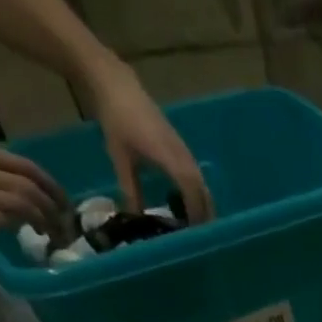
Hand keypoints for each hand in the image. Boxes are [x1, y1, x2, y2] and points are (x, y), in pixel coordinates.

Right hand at [0, 142, 67, 232]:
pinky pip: (4, 220)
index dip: (54, 188)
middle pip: (31, 187)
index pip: (28, 167)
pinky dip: (22, 228)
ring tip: (52, 235)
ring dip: (45, 222)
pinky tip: (27, 235)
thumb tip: (25, 192)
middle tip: (63, 227)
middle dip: (55, 210)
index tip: (65, 205)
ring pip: (23, 203)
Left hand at [85, 62, 213, 221]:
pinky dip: (197, 193)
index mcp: (170, 159)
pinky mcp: (182, 149)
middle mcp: (184, 157)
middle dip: (204, 215)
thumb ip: (130, 189)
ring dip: (202, 205)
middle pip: (203, 192)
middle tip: (198, 236)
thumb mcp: (120, 157)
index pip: (191, 192)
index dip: (195, 214)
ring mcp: (185, 152)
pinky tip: (186, 203)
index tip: (192, 234)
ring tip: (195, 224)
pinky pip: (196, 177)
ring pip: (202, 185)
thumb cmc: (117, 120)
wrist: (117, 85)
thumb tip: (134, 217)